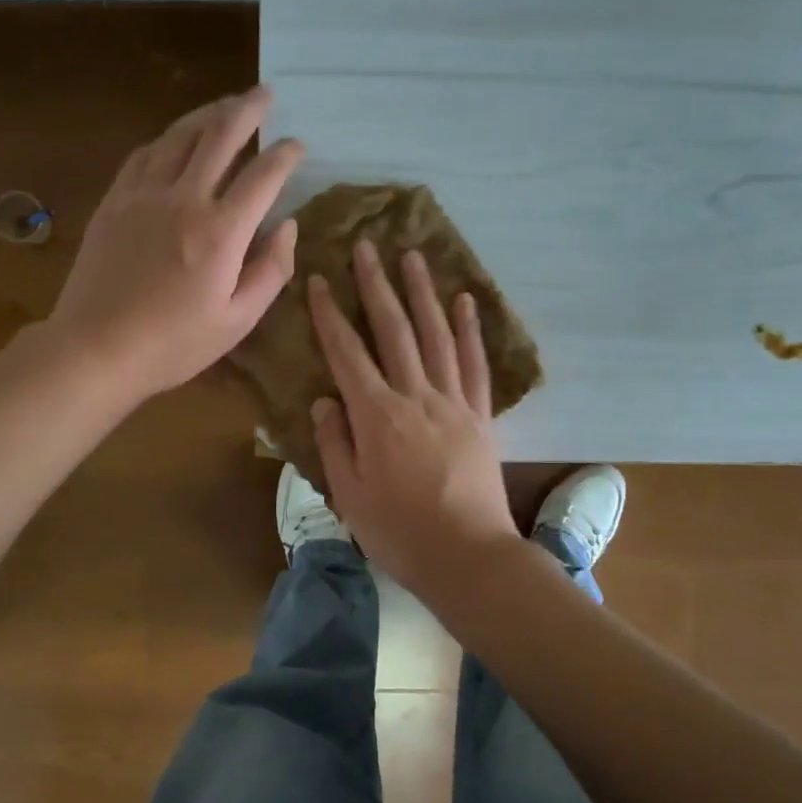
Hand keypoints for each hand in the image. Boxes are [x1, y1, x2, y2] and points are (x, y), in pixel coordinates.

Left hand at [46, 86, 302, 402]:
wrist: (96, 348)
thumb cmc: (173, 344)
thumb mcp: (237, 321)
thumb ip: (271, 271)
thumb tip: (288, 227)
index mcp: (221, 232)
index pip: (263, 175)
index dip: (286, 154)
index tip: (298, 145)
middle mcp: (184, 199)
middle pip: (220, 135)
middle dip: (248, 109)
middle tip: (266, 94)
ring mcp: (143, 195)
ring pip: (179, 135)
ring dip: (207, 114)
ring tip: (226, 105)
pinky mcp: (114, 201)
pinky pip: (144, 154)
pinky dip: (168, 138)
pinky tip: (175, 138)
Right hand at [308, 239, 518, 594]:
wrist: (467, 556)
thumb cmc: (398, 531)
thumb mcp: (349, 494)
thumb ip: (334, 442)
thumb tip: (325, 399)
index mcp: (376, 415)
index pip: (347, 353)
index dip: (331, 314)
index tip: (321, 279)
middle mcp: (414, 396)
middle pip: (394, 330)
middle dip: (377, 285)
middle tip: (367, 246)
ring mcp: (452, 402)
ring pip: (436, 335)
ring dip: (423, 293)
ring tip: (414, 256)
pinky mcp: (480, 415)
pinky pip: (475, 363)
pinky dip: (471, 329)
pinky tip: (465, 301)